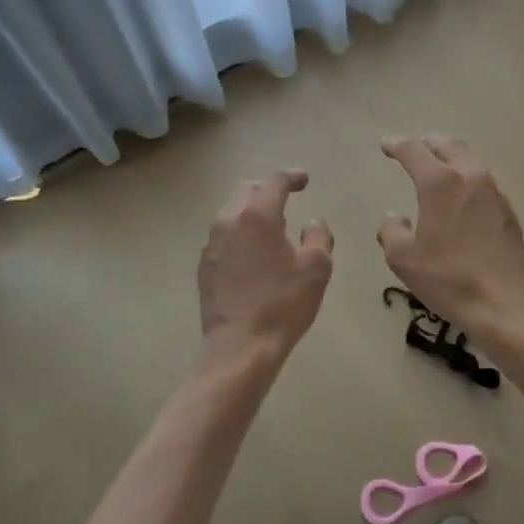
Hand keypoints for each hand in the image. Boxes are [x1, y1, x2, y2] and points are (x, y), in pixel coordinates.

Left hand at [198, 169, 333, 364]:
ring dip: (252, 209)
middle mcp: (229, 221)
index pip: (274, 182)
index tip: (304, 180)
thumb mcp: (316, 268)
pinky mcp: (205, 265)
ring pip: (231, 211)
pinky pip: (223, 235)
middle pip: (247, 191)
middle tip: (288, 197)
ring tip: (271, 224)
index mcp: (258, 216)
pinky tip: (253, 250)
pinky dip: (240, 231)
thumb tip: (313, 223)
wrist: (240, 347)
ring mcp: (212, 244)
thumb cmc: (283, 304)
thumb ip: (319, 237)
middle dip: (268, 188)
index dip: (292, 176)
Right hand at [377, 136, 523, 334]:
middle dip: (429, 143)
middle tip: (415, 147)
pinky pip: (483, 182)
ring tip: (438, 166)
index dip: (397, 145)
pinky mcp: (508, 211)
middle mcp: (470, 177)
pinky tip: (461, 196)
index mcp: (441, 183)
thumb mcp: (404, 259)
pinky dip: (467, 178)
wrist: (505, 304)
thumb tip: (394, 218)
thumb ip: (391, 231)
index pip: (414, 152)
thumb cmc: (449, 279)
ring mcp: (494, 193)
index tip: (385, 145)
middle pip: (449, 146)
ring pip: (470, 161)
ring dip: (451, 157)